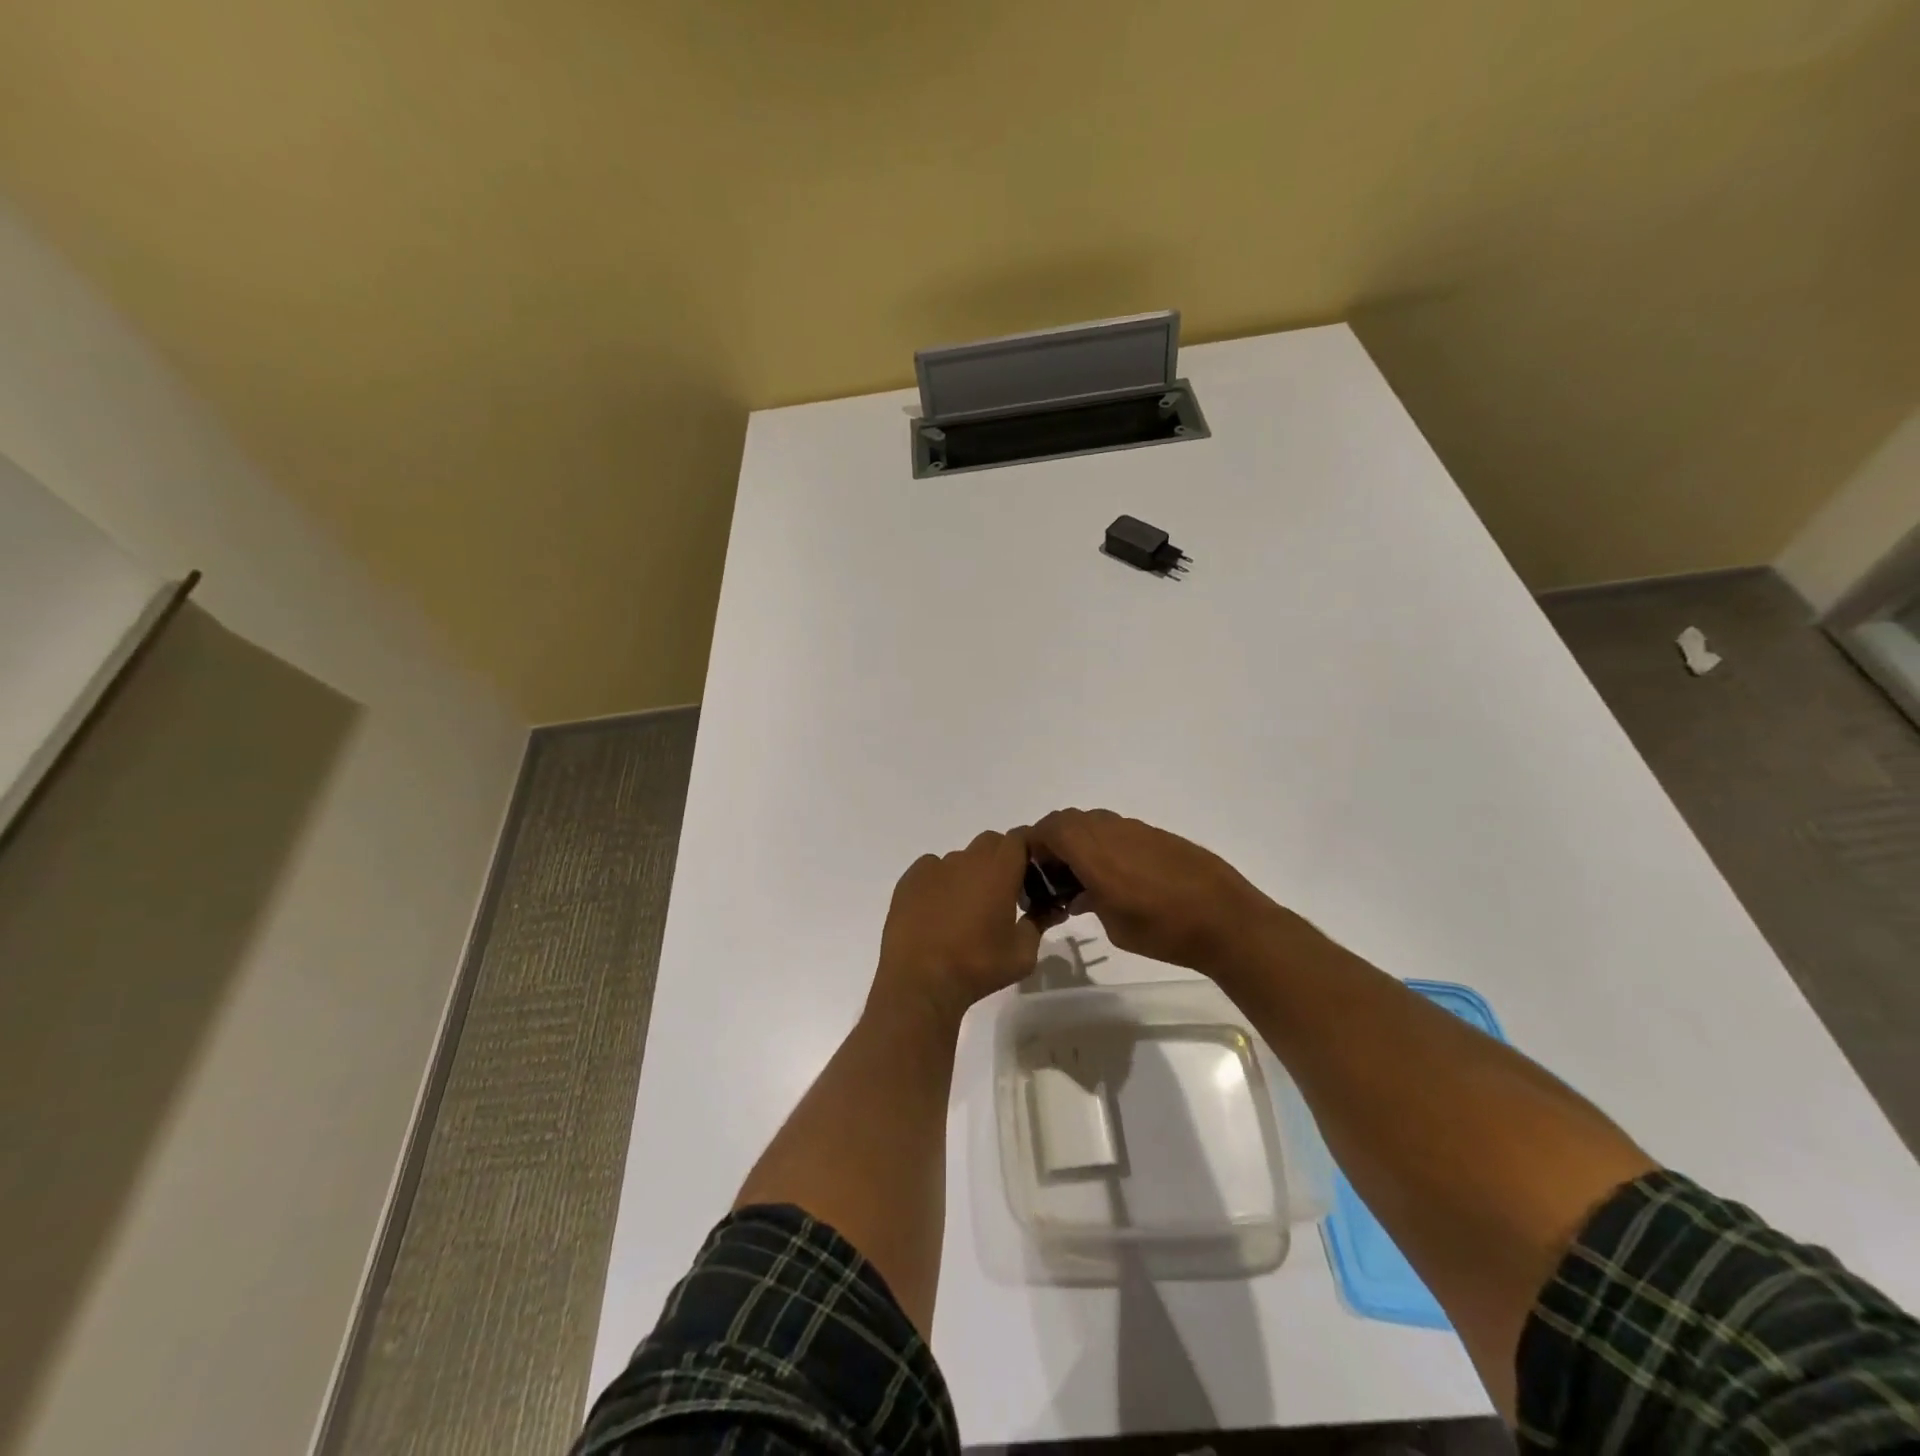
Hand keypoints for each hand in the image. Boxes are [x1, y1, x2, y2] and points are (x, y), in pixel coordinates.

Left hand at [869, 828, 1042, 1030]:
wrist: (920, 981)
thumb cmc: (978, 966)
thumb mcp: (1023, 953)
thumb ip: (1039, 922)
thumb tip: (1049, 909)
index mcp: (999, 869)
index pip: (1020, 838)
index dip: (1028, 851)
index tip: (1031, 875)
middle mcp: (967, 859)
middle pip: (991, 843)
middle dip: (1001, 861)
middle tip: (1003, 894)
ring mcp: (934, 867)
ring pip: (961, 858)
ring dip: (970, 874)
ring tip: (966, 910)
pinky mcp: (909, 879)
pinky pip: (932, 869)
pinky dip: (941, 882)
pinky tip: (938, 911)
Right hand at [1029, 808, 1282, 972]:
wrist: (1226, 921)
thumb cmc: (1163, 929)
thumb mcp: (1113, 924)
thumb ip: (1087, 901)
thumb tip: (1079, 893)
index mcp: (1094, 851)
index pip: (1049, 829)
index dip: (1032, 844)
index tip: (1028, 870)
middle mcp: (1112, 831)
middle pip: (1068, 821)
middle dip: (1053, 843)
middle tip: (1052, 875)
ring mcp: (1137, 830)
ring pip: (1093, 823)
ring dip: (1079, 842)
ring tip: (1083, 878)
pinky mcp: (1158, 836)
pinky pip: (1117, 831)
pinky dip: (1105, 846)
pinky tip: (1117, 878)